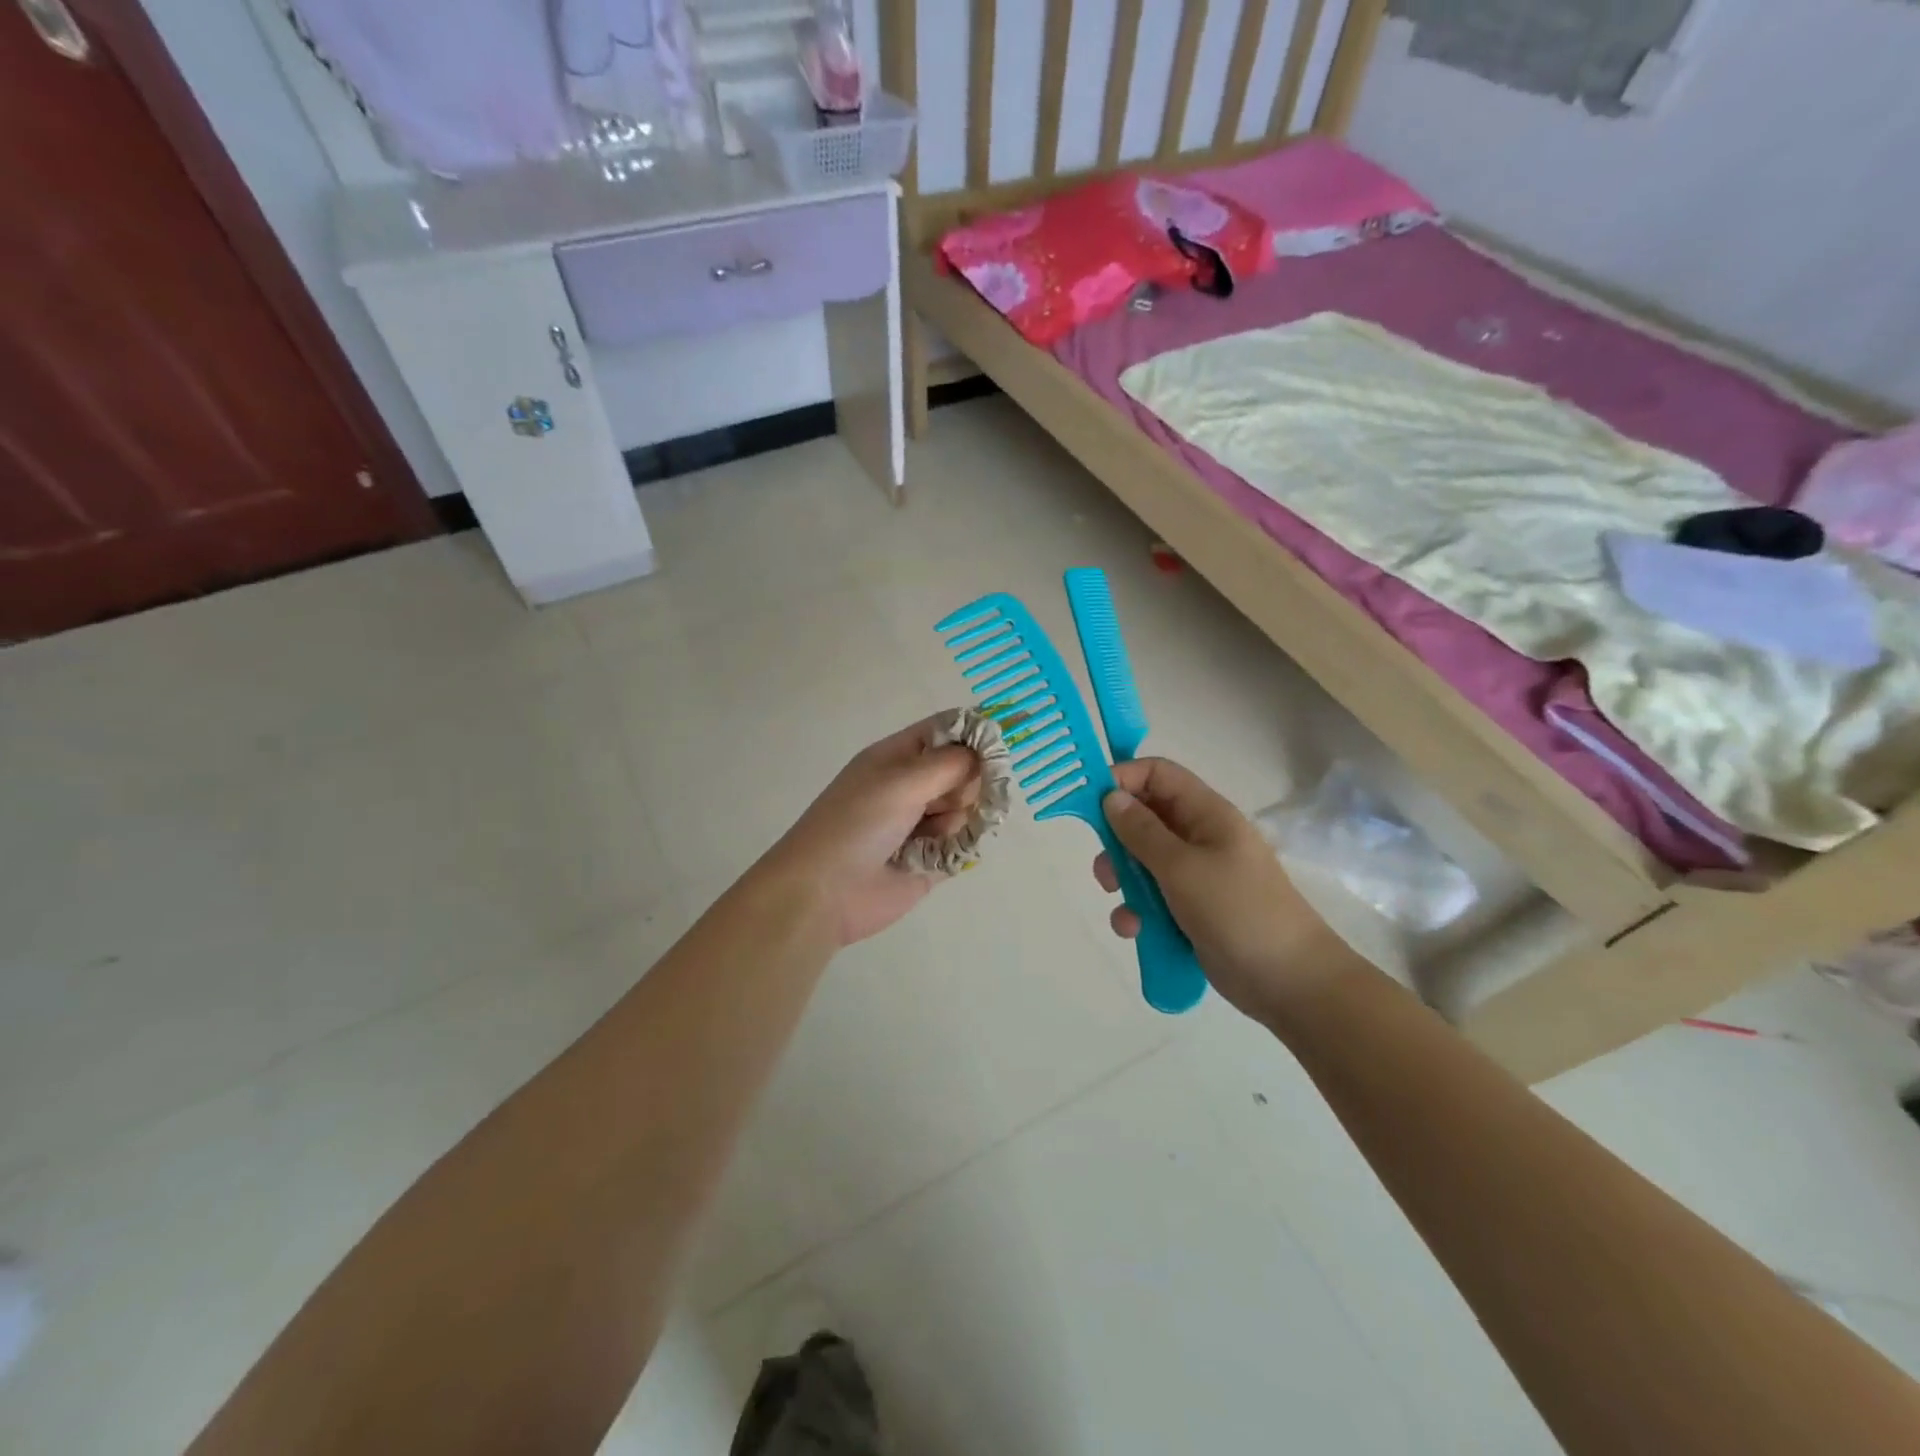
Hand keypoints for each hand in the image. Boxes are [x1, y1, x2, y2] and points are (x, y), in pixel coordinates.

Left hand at [762, 716, 982, 946]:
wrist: (824, 892)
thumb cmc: (856, 825)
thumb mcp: (901, 782)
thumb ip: (950, 763)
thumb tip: (987, 750)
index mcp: (898, 757)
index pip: (946, 731)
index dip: (974, 733)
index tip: (1000, 745)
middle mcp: (911, 785)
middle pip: (965, 770)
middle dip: (971, 782)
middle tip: (953, 800)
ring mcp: (922, 822)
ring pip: (968, 807)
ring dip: (962, 819)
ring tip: (934, 836)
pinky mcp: (932, 858)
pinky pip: (964, 842)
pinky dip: (960, 846)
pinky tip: (939, 855)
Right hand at [1092, 758, 1361, 1021]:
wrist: (1289, 981)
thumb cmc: (1237, 911)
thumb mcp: (1182, 867)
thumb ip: (1142, 831)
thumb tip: (1110, 795)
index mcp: (1206, 814)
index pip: (1157, 774)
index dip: (1122, 780)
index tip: (1089, 804)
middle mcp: (1200, 837)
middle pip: (1144, 818)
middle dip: (1117, 841)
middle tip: (1105, 869)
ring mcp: (1196, 874)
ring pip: (1143, 861)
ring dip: (1125, 883)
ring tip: (1123, 907)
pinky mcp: (1191, 908)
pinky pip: (1152, 897)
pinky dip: (1138, 911)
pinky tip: (1135, 931)